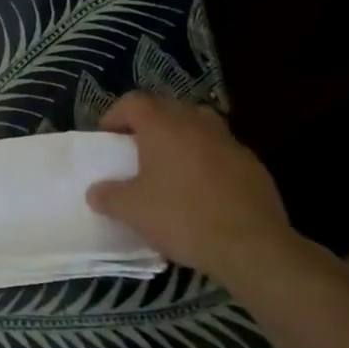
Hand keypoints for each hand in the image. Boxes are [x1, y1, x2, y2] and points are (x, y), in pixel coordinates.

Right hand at [84, 92, 295, 282]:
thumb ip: (108, 196)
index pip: (133, 102)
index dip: (115, 114)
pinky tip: (202, 189)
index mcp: (163, 126)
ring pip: (198, 126)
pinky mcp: (252, 164)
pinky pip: (220, 151)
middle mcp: (197, 123)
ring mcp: (229, 141)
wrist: (251, 245)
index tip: (107, 136)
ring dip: (180, 137)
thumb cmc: (182, 217)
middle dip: (149, 123)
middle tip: (136, 147)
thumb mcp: (132, 211)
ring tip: (170, 164)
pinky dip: (206, 159)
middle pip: (167, 108)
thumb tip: (96, 192)